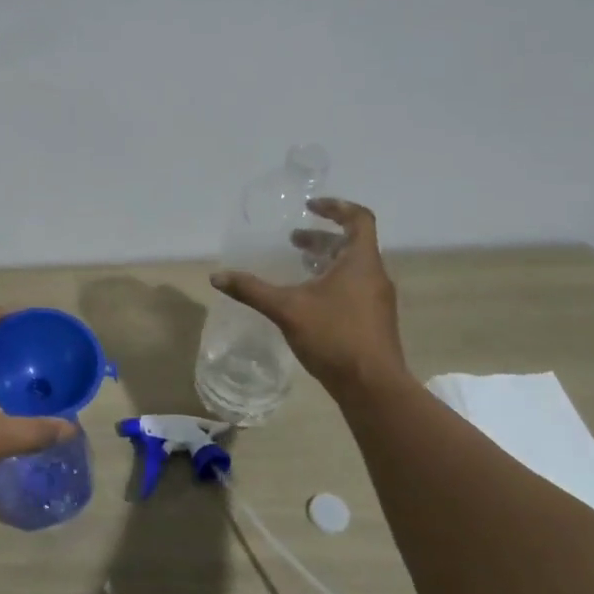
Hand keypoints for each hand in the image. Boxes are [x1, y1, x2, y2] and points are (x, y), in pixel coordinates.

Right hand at [211, 197, 408, 394]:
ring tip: (297, 266)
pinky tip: (308, 300)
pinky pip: (353, 287)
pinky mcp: (374, 320)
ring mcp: (377, 300)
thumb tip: (217, 276)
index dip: (335, 207)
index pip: (358, 219)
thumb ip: (252, 290)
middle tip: (292, 240)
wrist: (373, 387)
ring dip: (325, 260)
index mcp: (360, 262)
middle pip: (352, 244)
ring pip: (352, 267)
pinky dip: (331, 281)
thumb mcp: (286, 309)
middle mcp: (374, 275)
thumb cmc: (335, 337)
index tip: (310, 207)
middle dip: (321, 238)